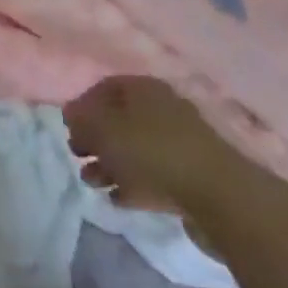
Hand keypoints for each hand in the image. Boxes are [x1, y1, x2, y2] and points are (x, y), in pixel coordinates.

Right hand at [63, 76, 194, 214]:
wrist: (219, 197)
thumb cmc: (151, 151)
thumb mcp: (103, 129)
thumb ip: (81, 119)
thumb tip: (71, 114)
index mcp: (144, 89)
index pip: (105, 88)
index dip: (82, 105)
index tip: (68, 127)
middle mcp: (162, 110)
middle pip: (119, 120)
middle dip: (94, 138)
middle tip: (77, 154)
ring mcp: (178, 145)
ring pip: (134, 150)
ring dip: (108, 165)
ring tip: (92, 183)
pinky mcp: (189, 177)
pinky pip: (152, 176)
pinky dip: (132, 184)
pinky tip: (117, 199)